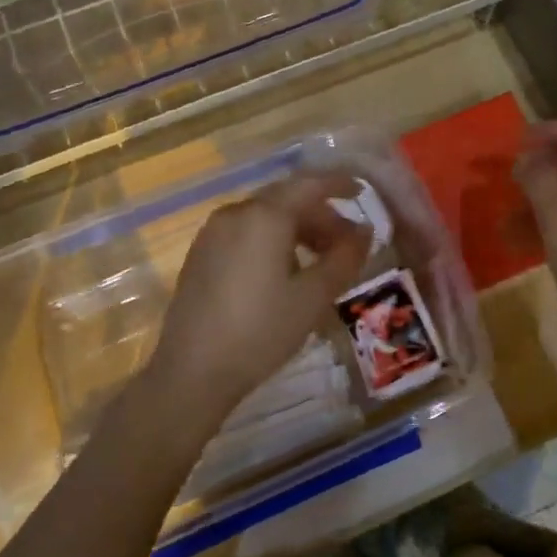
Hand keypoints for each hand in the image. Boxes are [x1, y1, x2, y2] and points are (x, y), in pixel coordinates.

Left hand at [143, 173, 371, 420]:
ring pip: (264, 217)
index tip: (361, 193)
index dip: (338, 185)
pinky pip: (245, 232)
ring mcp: (212, 233)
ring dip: (297, 229)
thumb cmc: (261, 330)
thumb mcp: (314, 297)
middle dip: (320, 215)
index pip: (309, 185)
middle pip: (286, 200)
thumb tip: (364, 231)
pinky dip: (271, 240)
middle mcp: (235, 213)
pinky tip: (283, 272)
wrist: (193, 372)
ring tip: (319, 260)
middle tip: (347, 243)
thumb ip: (345, 257)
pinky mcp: (200, 255)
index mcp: (264, 216)